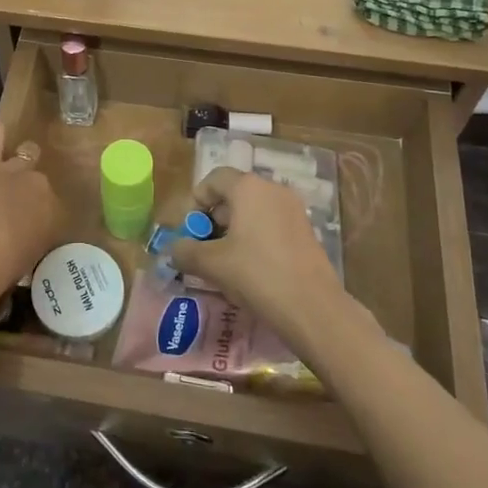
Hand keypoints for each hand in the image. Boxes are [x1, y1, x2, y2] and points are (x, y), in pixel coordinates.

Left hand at [0, 119, 61, 280]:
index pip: (51, 207)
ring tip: (7, 167)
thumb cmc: (7, 265)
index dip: (38, 214)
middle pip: (38, 180)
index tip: (28, 227)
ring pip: (23, 155)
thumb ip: (27, 246)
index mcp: (53, 213)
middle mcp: (38, 186)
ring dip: (16, 161)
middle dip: (28, 189)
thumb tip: (20, 251)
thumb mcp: (27, 261)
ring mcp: (12, 170)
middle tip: (14, 203)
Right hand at [168, 166, 352, 348]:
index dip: (195, 201)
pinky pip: (271, 225)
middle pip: (234, 194)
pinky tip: (250, 269)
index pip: (213, 179)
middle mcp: (272, 189)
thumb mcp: (212, 264)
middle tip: (204, 248)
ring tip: (224, 263)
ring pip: (253, 211)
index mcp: (248, 187)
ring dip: (234, 231)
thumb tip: (173, 249)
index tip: (189, 230)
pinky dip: (255, 239)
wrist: (313, 308)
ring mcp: (293, 209)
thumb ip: (185, 251)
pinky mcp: (306, 231)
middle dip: (213, 219)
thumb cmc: (257, 275)